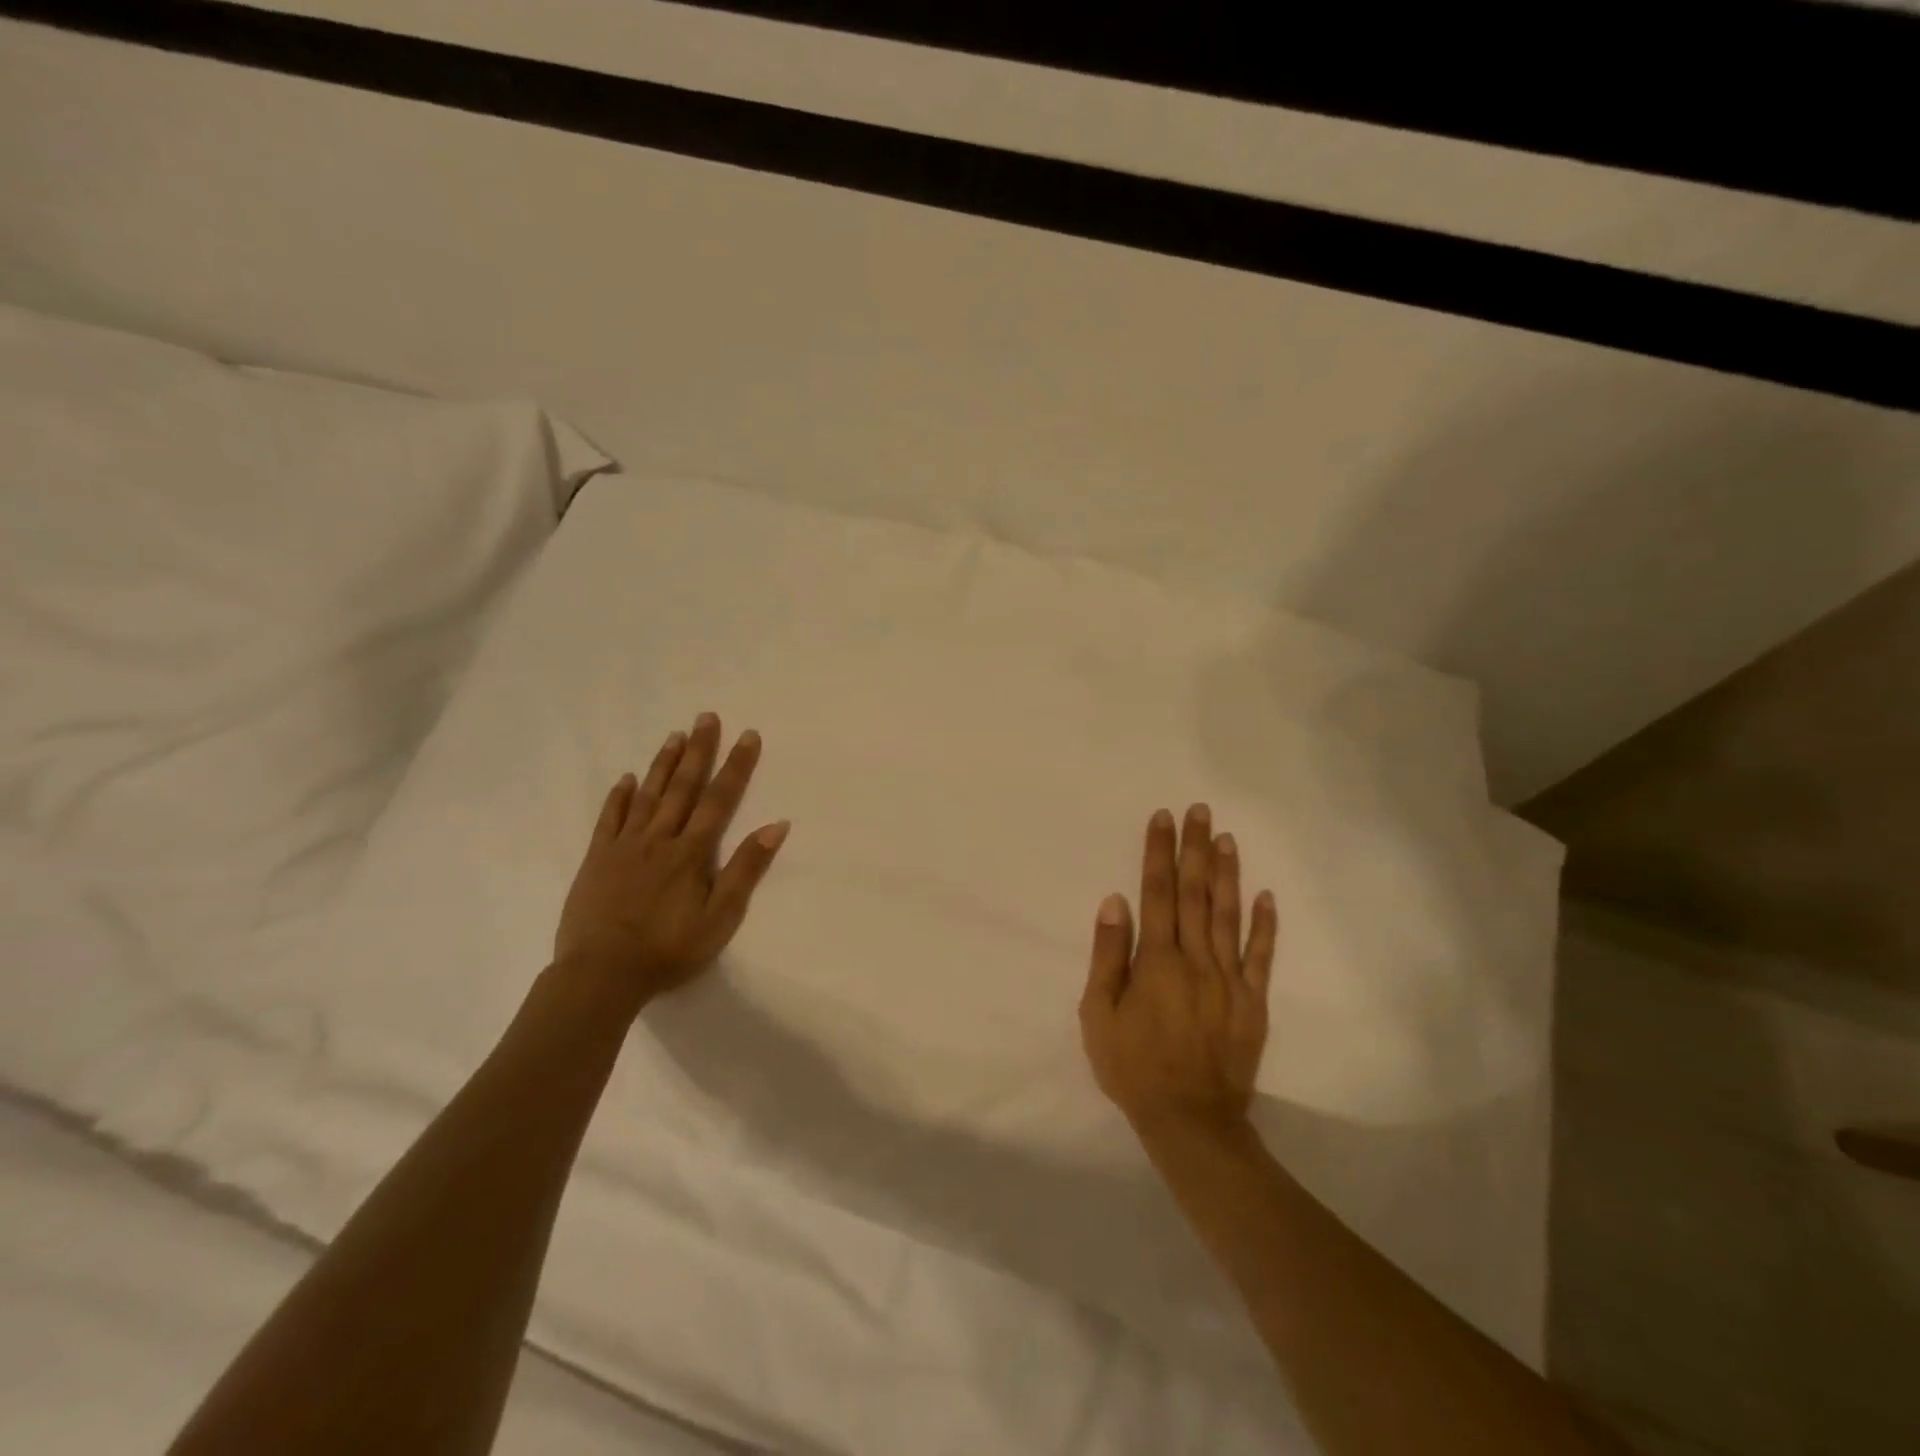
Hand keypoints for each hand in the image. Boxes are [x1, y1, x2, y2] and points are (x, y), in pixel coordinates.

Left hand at [553, 712, 789, 1015]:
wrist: (602, 973)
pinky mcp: (597, 859)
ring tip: (675, 735)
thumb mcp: (721, 916)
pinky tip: (625, 779)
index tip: (748, 735)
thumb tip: (777, 825)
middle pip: (682, 787)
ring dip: (663, 764)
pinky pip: (609, 819)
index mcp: (692, 852)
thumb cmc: (669, 949)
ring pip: (647, 795)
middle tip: (707, 717)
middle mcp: (659, 838)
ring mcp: (625, 846)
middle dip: (699, 751)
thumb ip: (746, 869)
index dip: (736, 766)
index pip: (719, 799)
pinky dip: (619, 797)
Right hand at [1080, 804, 1277, 1139]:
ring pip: (1229, 915)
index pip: (1157, 893)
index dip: (1158, 853)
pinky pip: (1262, 956)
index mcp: (1156, 960)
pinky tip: (1266, 895)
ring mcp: (1230, 979)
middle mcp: (1196, 959)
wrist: (1190, 1120)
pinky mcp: (1253, 1002)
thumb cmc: (1133, 1066)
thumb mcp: (1098, 1014)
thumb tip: (1115, 901)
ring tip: (1226, 837)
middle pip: (1196, 893)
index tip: (1162, 818)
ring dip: (1227, 874)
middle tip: (1199, 810)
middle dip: (1195, 848)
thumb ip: (1107, 955)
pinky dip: (1265, 925)